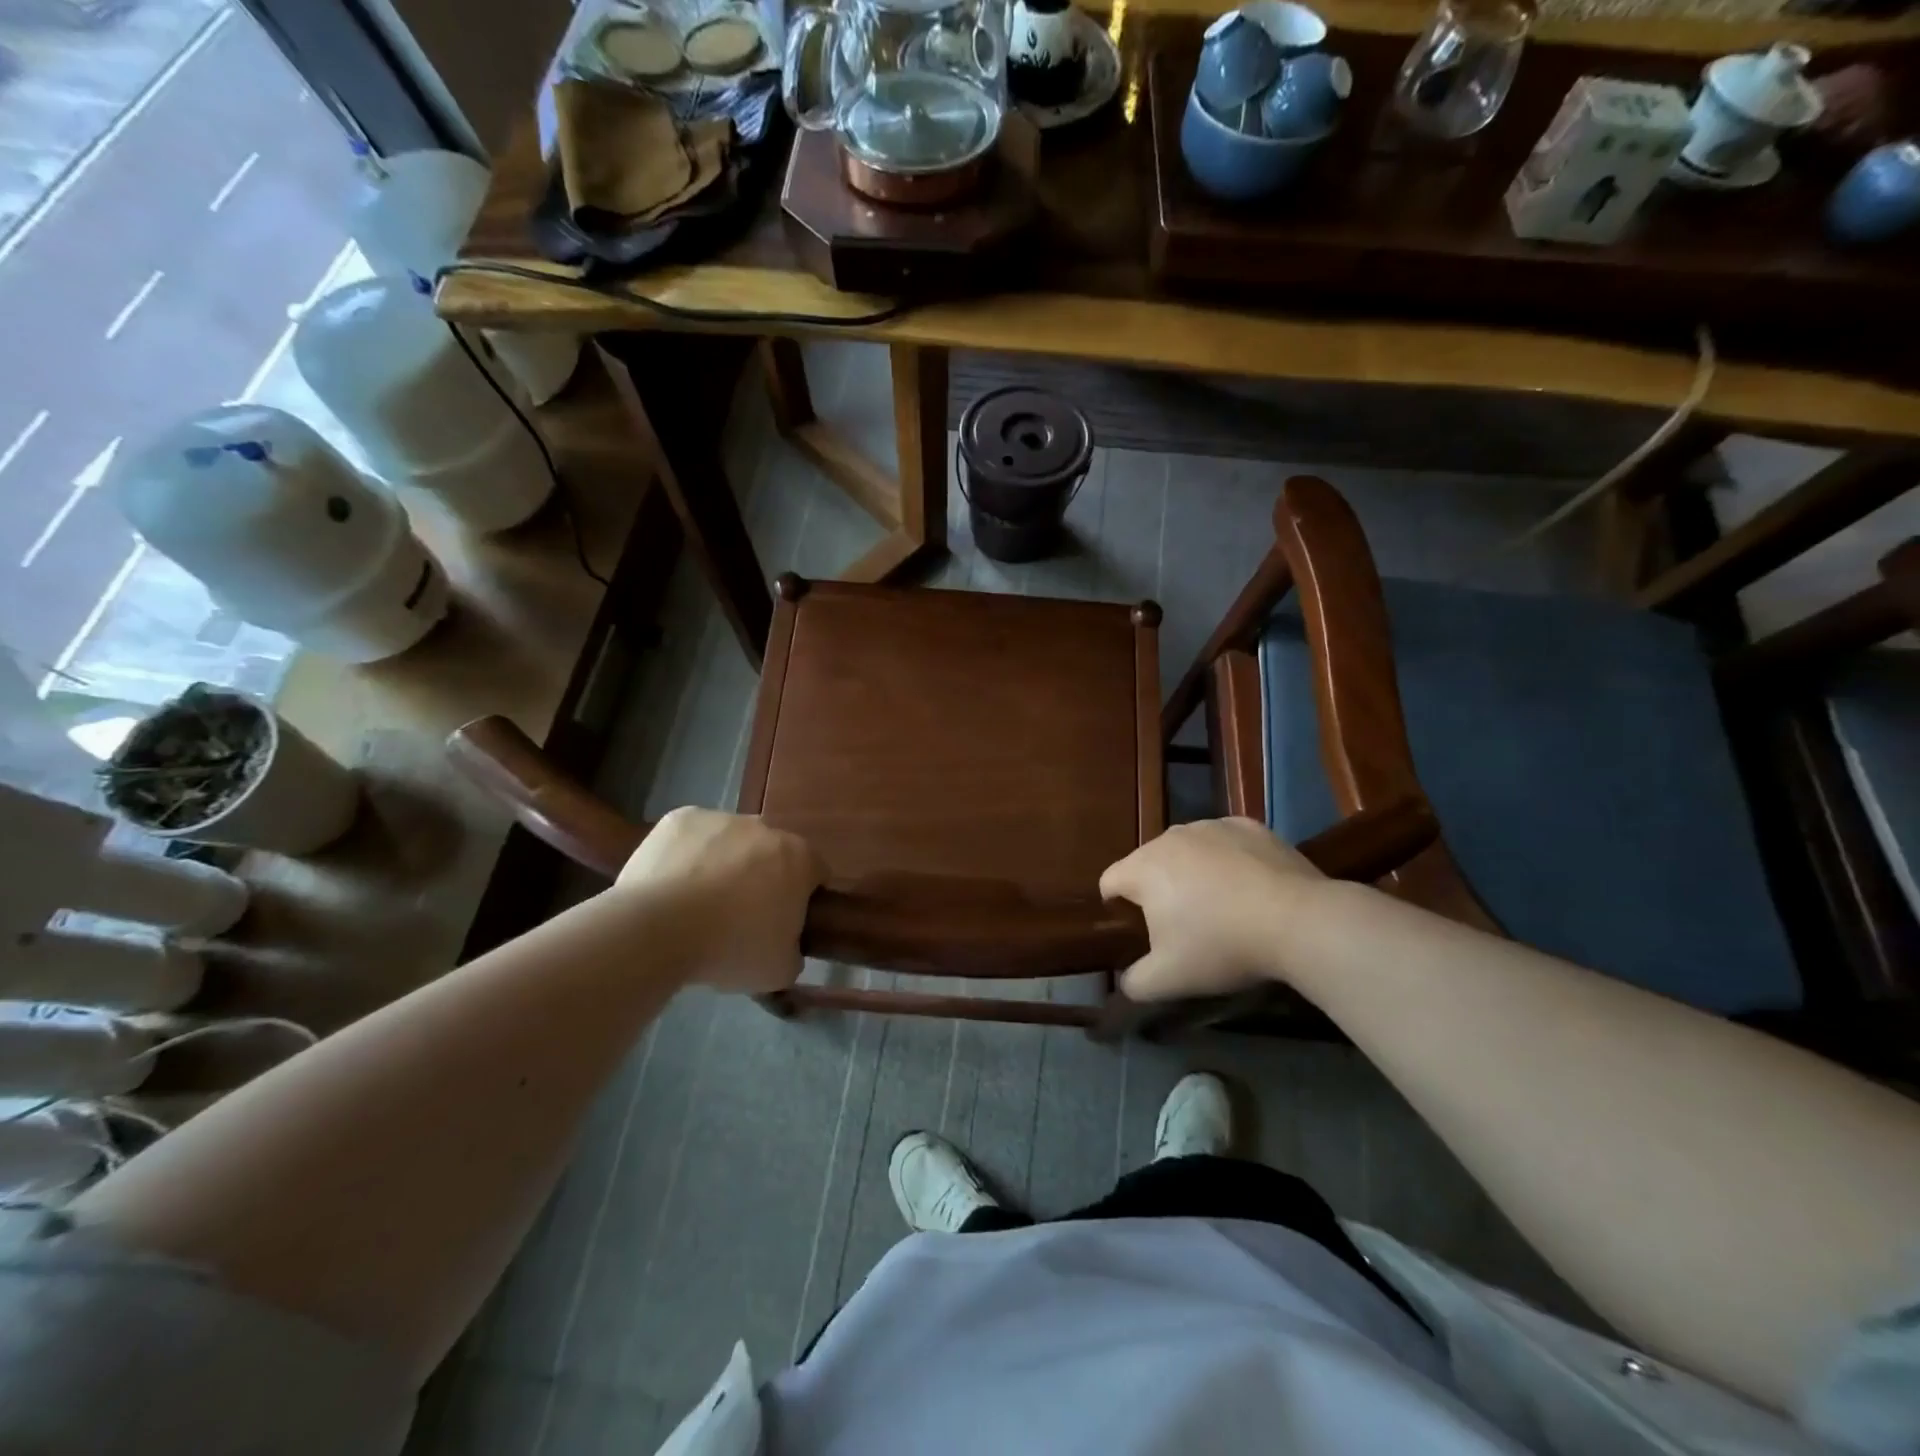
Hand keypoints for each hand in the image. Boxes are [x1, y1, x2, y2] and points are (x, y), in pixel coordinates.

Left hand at [614, 808, 825, 993]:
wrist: (657, 930)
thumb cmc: (730, 948)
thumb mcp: (779, 970)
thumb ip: (794, 951)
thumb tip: (786, 945)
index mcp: (799, 858)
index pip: (815, 873)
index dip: (803, 899)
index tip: (784, 923)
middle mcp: (765, 828)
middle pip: (772, 853)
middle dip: (763, 877)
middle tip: (741, 916)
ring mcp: (721, 818)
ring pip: (731, 841)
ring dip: (725, 864)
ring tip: (698, 904)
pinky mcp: (680, 818)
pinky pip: (693, 837)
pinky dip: (688, 856)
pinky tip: (672, 886)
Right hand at [1099, 818, 1323, 1000]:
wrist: (1298, 921)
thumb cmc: (1222, 946)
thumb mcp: (1168, 980)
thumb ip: (1134, 983)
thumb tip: (1125, 981)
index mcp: (1143, 867)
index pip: (1109, 881)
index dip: (1116, 908)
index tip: (1138, 932)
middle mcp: (1170, 837)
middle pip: (1149, 864)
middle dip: (1157, 890)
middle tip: (1183, 926)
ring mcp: (1211, 826)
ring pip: (1187, 850)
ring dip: (1191, 872)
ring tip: (1220, 906)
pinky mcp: (1248, 826)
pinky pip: (1224, 843)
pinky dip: (1227, 860)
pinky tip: (1249, 887)